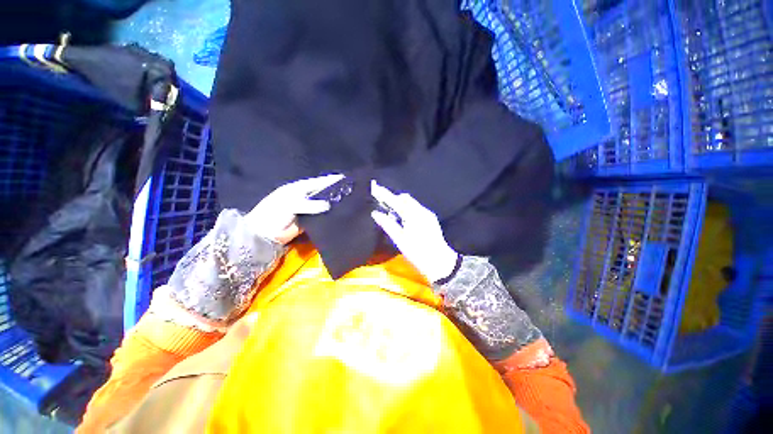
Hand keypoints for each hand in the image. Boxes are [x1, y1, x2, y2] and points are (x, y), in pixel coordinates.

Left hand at [247, 174, 343, 243]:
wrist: (263, 235)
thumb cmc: (273, 215)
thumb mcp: (290, 206)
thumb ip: (309, 205)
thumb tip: (328, 205)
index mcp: (298, 188)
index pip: (317, 182)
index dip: (330, 180)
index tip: (345, 179)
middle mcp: (304, 196)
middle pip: (322, 192)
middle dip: (335, 191)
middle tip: (351, 192)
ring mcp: (307, 209)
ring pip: (323, 204)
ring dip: (334, 203)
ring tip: (349, 203)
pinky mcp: (310, 220)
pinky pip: (322, 216)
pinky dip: (330, 215)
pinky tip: (339, 215)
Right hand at [370, 181, 458, 282]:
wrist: (439, 261)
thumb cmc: (417, 252)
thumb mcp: (399, 239)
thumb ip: (387, 224)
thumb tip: (375, 213)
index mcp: (412, 214)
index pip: (395, 200)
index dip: (384, 194)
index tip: (375, 188)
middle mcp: (421, 210)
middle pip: (405, 198)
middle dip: (394, 199)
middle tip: (383, 206)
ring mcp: (427, 213)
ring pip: (411, 203)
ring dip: (401, 204)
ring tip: (393, 214)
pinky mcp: (431, 218)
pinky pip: (416, 208)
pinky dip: (408, 209)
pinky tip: (404, 220)